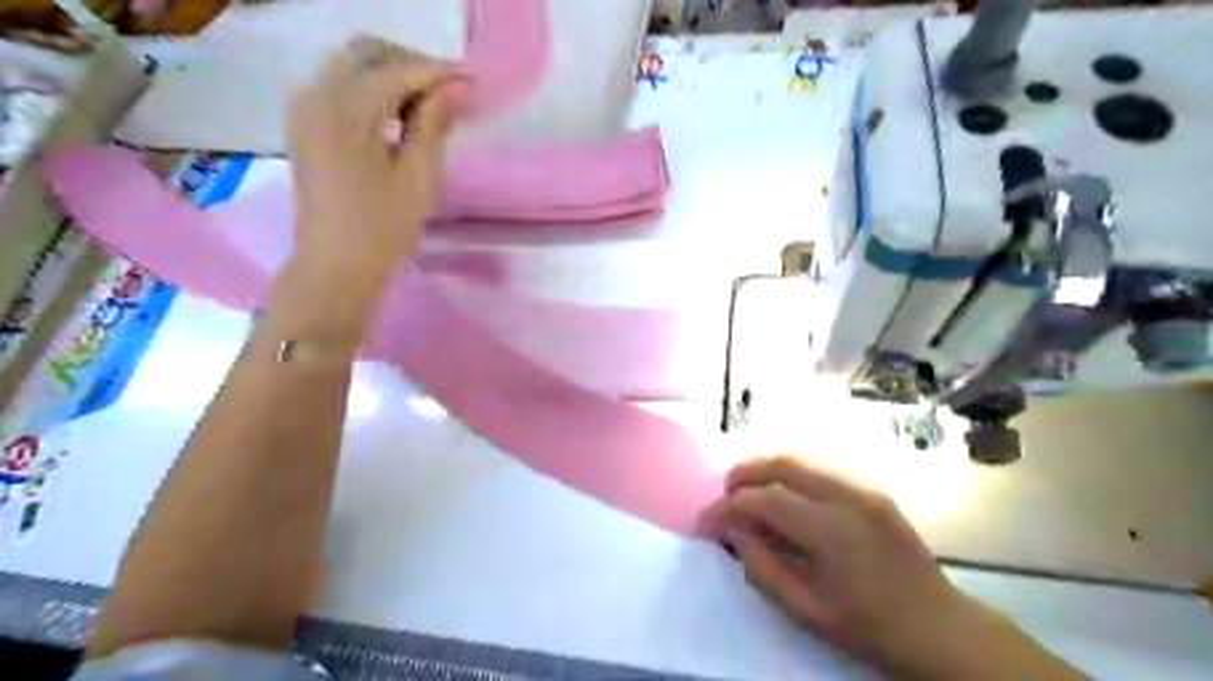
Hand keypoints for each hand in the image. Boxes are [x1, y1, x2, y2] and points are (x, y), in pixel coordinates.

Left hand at [288, 34, 461, 282]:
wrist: (335, 265)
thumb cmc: (383, 229)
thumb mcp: (418, 177)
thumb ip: (434, 124)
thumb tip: (458, 86)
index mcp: (343, 111)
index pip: (396, 71)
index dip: (437, 73)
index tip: (473, 83)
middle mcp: (316, 95)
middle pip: (367, 53)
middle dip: (412, 66)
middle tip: (450, 95)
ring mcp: (305, 108)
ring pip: (352, 65)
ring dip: (393, 76)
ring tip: (430, 108)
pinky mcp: (306, 124)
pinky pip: (340, 86)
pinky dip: (373, 91)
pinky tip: (400, 117)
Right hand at [702, 451, 1089, 680]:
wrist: (938, 625)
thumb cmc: (868, 626)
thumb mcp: (806, 611)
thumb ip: (762, 568)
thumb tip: (735, 532)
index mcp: (831, 531)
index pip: (765, 500)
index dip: (729, 507)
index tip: (707, 522)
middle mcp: (847, 497)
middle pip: (782, 464)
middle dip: (744, 474)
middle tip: (724, 495)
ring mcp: (864, 488)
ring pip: (801, 460)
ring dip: (766, 470)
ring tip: (748, 493)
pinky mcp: (872, 489)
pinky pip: (821, 470)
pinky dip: (791, 475)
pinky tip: (784, 496)